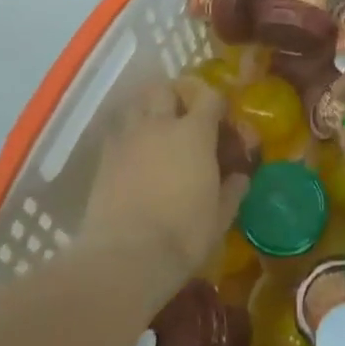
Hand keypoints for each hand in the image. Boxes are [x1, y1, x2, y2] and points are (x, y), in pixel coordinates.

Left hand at [81, 76, 247, 295]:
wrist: (126, 257)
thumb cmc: (183, 235)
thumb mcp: (220, 216)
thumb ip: (232, 190)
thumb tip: (240, 176)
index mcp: (194, 132)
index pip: (209, 96)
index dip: (217, 103)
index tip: (222, 119)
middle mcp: (160, 125)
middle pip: (165, 88)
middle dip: (177, 96)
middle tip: (184, 116)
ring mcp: (128, 139)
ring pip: (136, 104)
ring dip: (148, 109)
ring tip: (156, 130)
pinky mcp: (104, 159)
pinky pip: (117, 132)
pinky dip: (128, 134)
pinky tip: (134, 154)